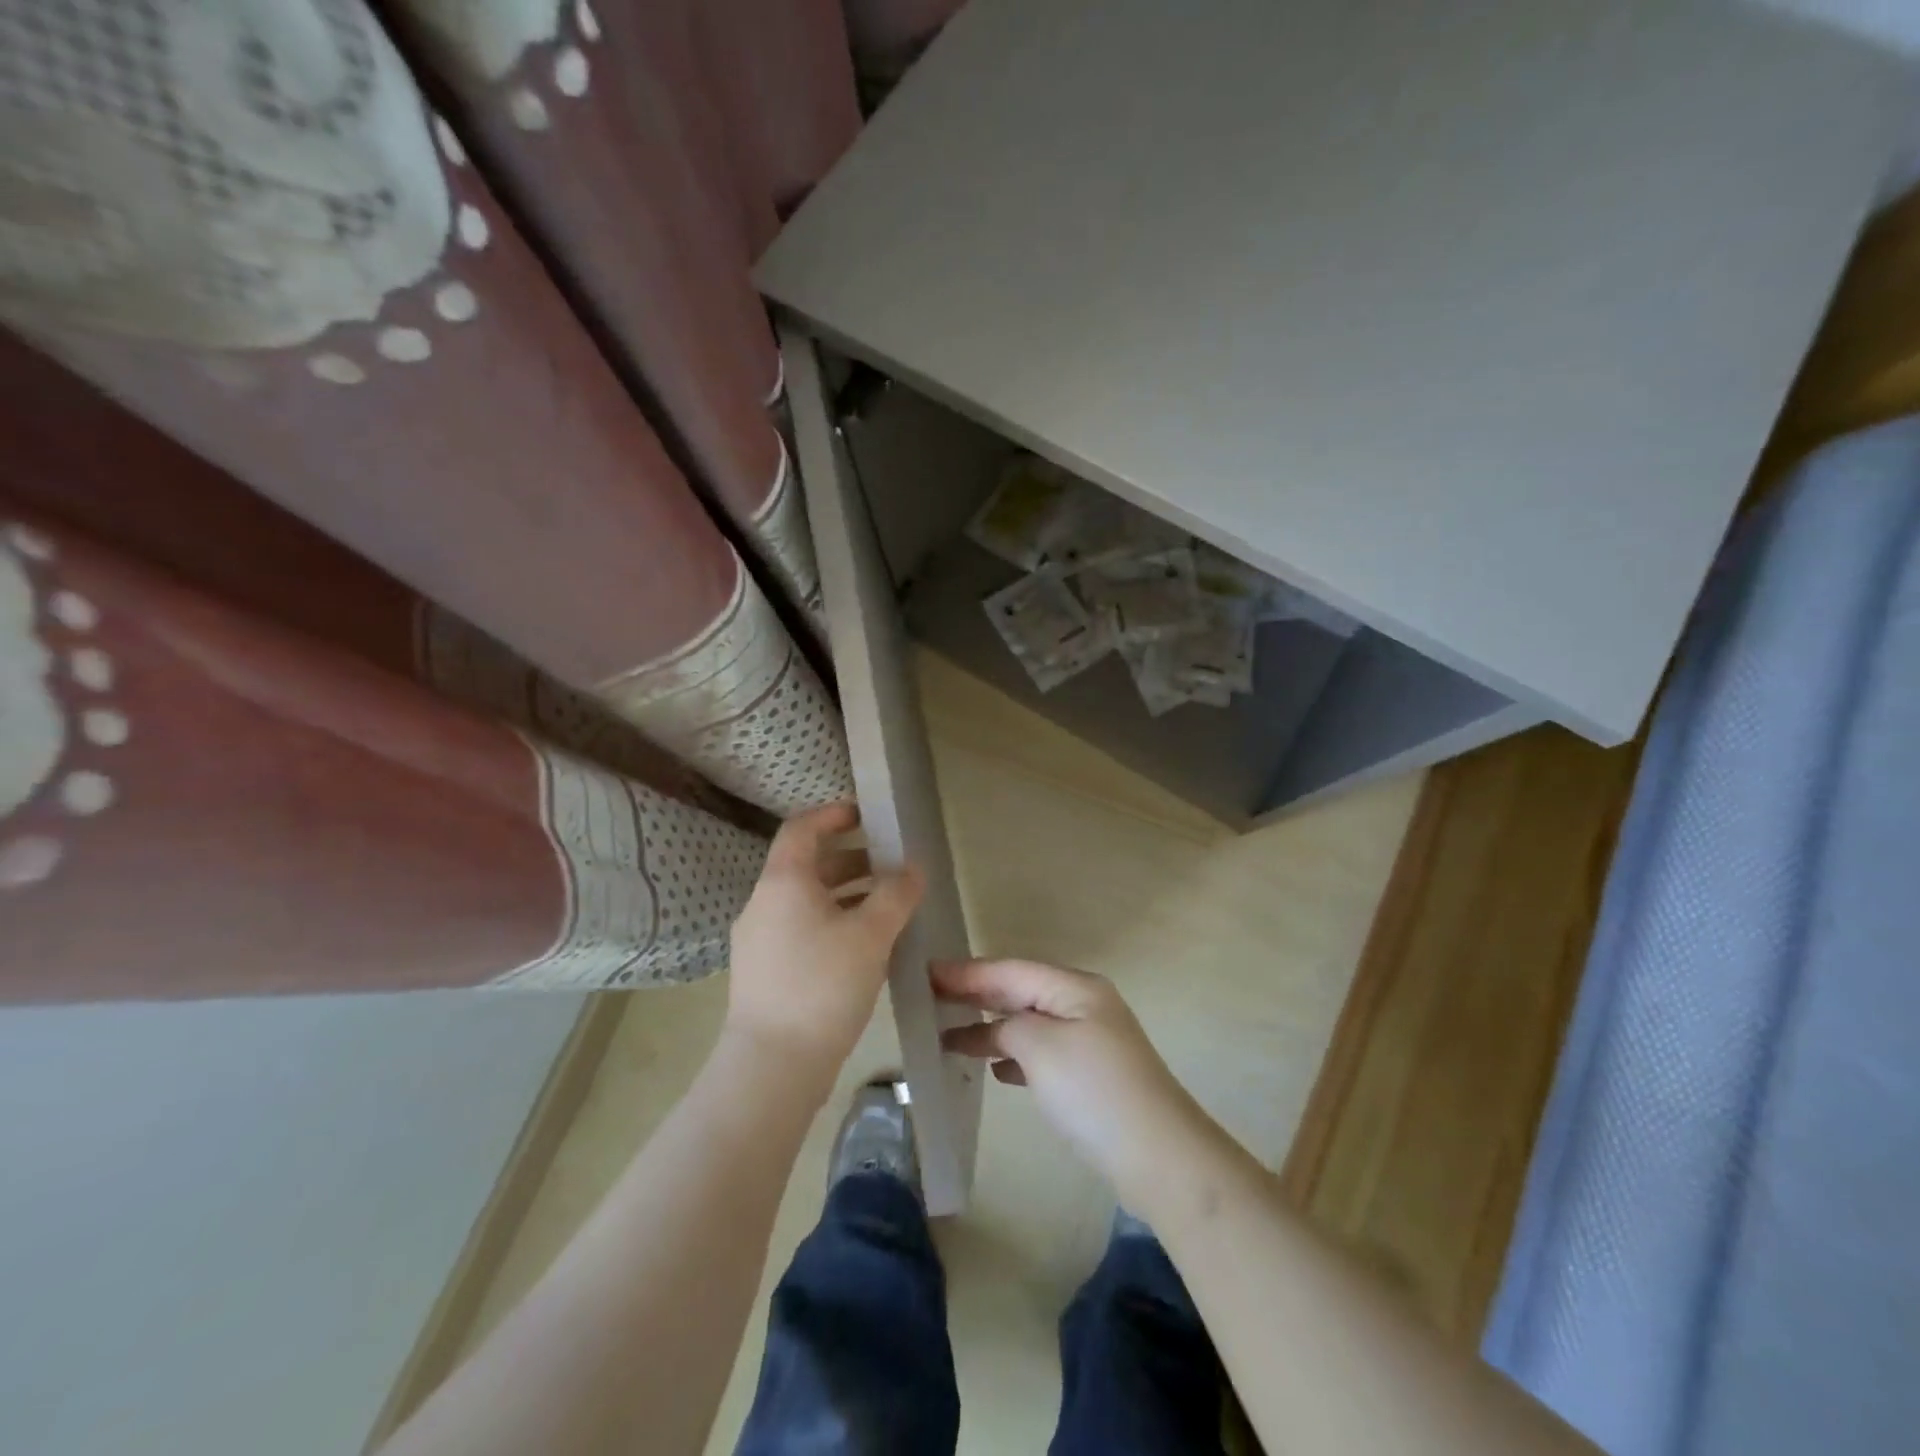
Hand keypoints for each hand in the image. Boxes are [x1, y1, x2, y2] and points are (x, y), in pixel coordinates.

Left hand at [725, 803, 921, 1088]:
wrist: (773, 1065)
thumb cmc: (823, 985)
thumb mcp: (871, 934)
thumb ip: (896, 894)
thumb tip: (913, 867)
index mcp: (783, 882)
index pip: (802, 828)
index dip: (833, 815)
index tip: (866, 815)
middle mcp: (764, 903)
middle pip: (806, 865)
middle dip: (851, 859)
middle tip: (890, 865)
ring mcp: (759, 940)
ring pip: (805, 901)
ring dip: (845, 894)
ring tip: (886, 906)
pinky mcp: (765, 971)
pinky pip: (801, 929)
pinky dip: (832, 922)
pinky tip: (863, 946)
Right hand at [934, 959, 1197, 1191]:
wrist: (1159, 1157)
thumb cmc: (1093, 1091)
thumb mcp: (1041, 1047)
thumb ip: (1008, 1026)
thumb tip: (996, 1031)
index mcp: (1075, 988)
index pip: (1010, 971)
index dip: (967, 972)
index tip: (926, 973)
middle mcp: (1084, 1005)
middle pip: (1020, 992)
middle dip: (977, 995)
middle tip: (930, 998)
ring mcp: (1090, 1041)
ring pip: (1029, 1024)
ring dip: (992, 1028)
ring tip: (951, 1035)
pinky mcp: (1091, 1076)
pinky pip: (1041, 1053)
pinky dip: (1014, 1056)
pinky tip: (995, 1069)